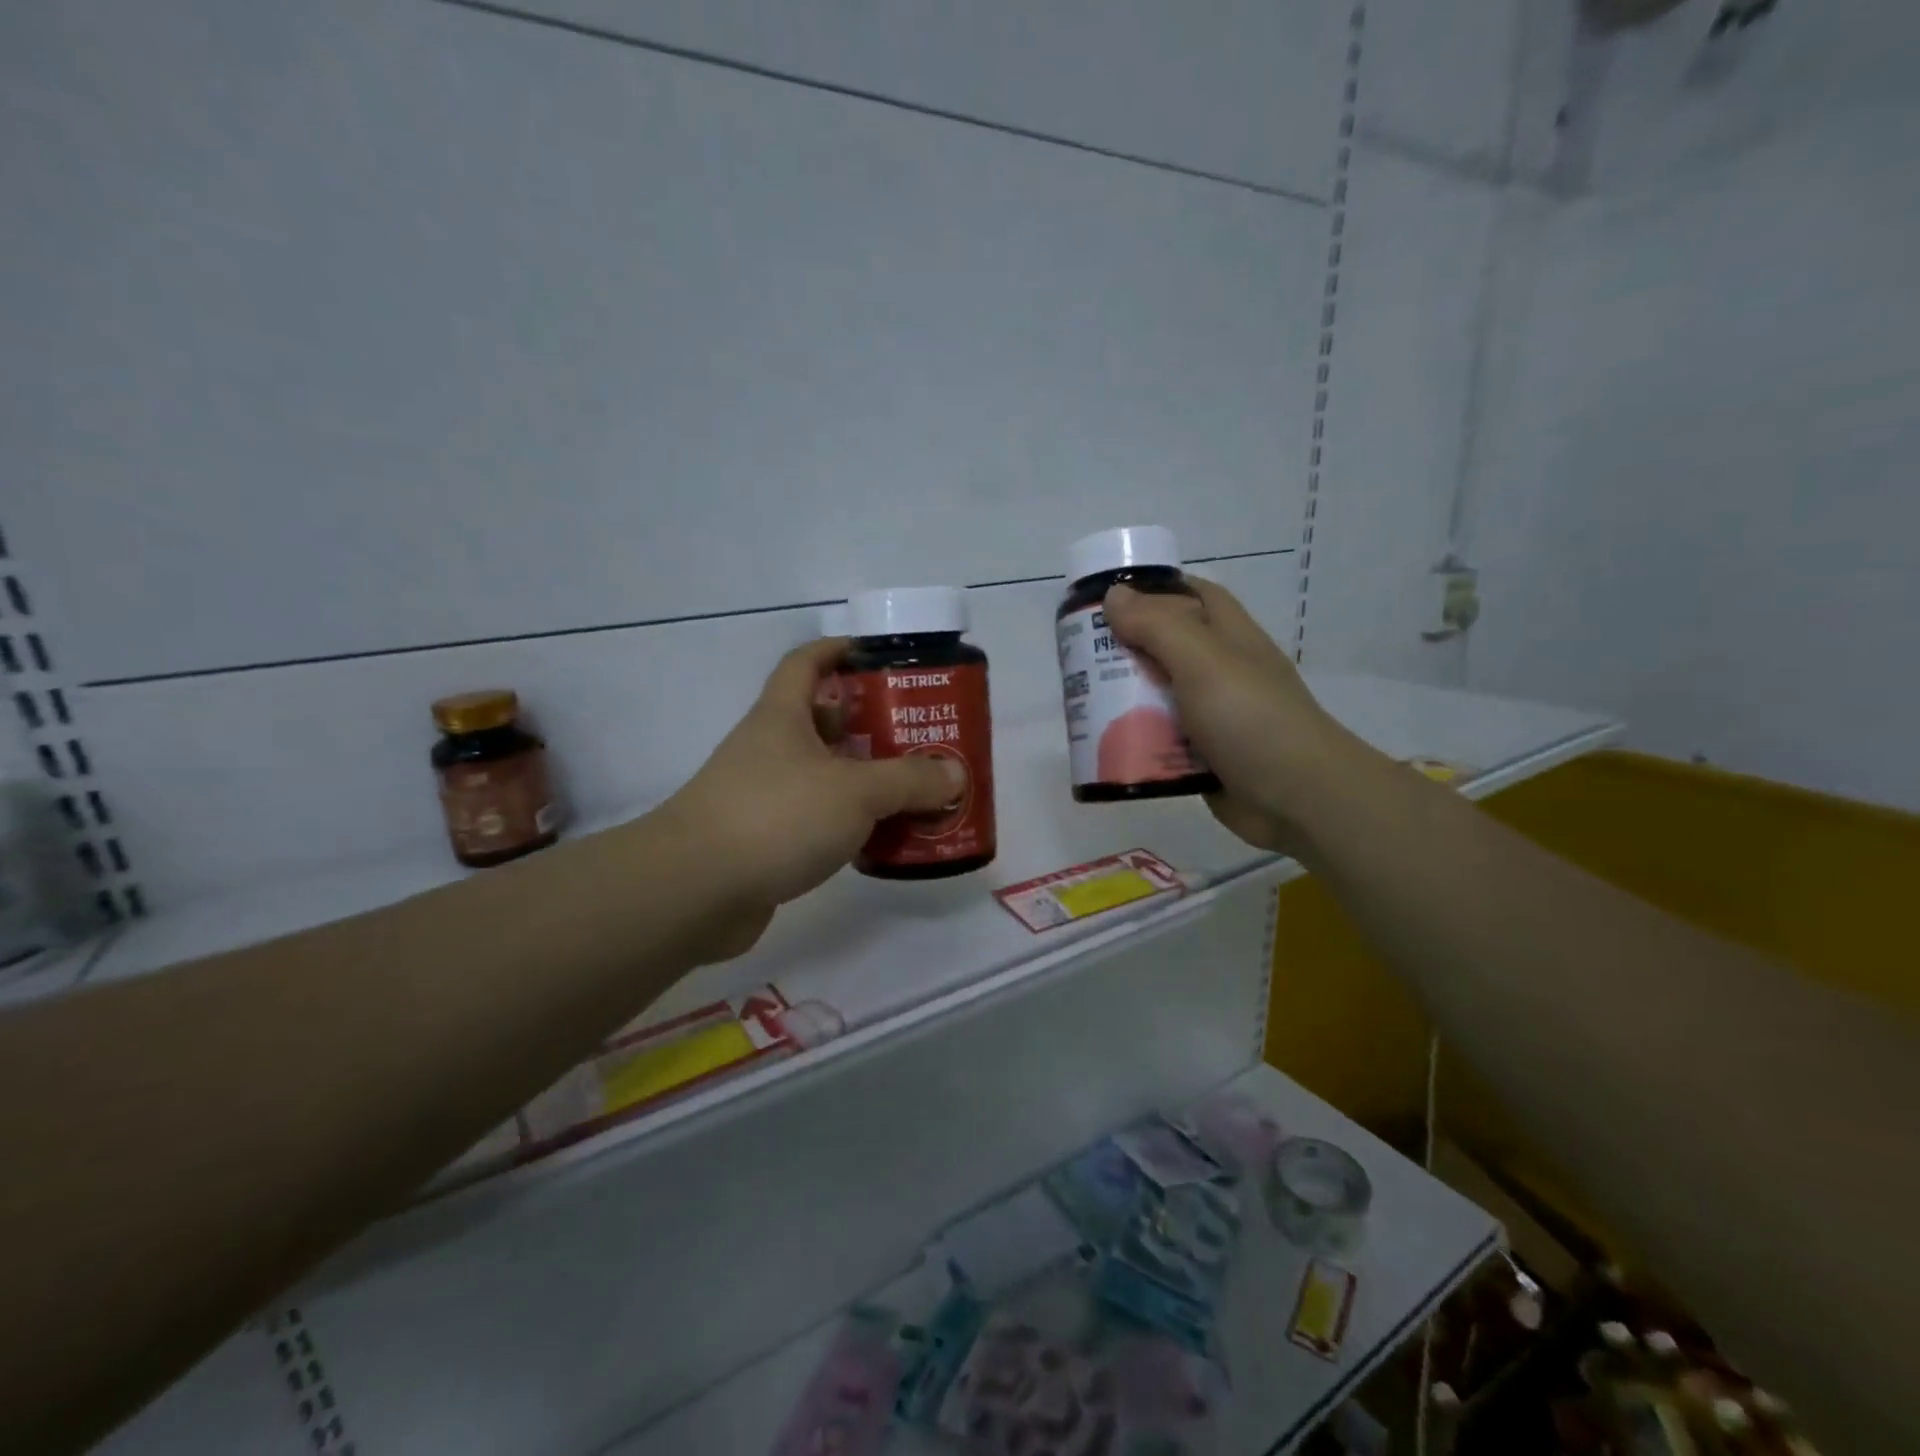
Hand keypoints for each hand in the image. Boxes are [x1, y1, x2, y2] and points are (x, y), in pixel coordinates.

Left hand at [660, 638, 963, 957]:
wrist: (695, 890)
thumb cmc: (777, 816)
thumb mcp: (855, 791)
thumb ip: (910, 781)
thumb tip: (954, 775)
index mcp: (782, 717)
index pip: (806, 663)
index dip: (837, 650)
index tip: (875, 655)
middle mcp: (769, 749)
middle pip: (821, 722)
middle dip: (868, 724)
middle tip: (917, 736)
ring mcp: (762, 796)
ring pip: (822, 775)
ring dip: (863, 780)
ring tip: (912, 789)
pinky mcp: (762, 840)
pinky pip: (815, 819)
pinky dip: (847, 823)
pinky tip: (879, 838)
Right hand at [1100, 579, 1360, 852]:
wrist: (1298, 798)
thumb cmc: (1252, 718)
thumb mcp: (1203, 661)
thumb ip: (1158, 626)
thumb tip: (1114, 596)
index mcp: (1228, 636)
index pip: (1190, 595)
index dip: (1151, 590)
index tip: (1105, 600)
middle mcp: (1220, 670)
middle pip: (1165, 647)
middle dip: (1124, 649)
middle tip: (1078, 658)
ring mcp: (1212, 714)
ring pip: (1158, 695)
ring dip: (1124, 698)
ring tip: (1082, 701)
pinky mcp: (1202, 755)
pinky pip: (1161, 738)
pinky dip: (1136, 739)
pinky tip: (1104, 744)